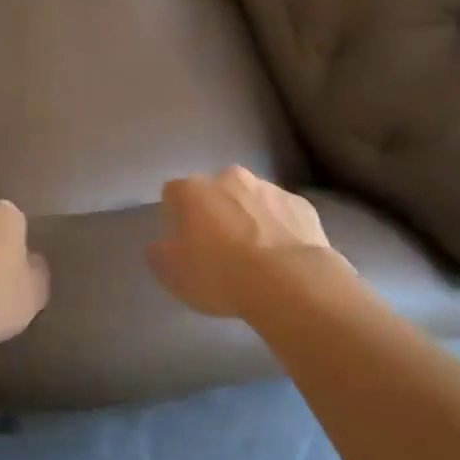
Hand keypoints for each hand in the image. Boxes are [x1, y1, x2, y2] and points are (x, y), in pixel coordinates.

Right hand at [146, 166, 333, 318]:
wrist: (289, 281)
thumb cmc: (220, 275)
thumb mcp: (175, 275)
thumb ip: (160, 255)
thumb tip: (158, 245)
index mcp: (193, 190)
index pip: (173, 193)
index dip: (175, 217)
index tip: (182, 242)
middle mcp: (229, 178)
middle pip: (215, 190)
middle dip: (215, 212)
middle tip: (219, 249)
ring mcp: (269, 188)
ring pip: (251, 198)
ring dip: (248, 217)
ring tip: (255, 256)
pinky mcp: (300, 204)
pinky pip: (282, 213)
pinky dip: (279, 227)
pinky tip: (282, 257)